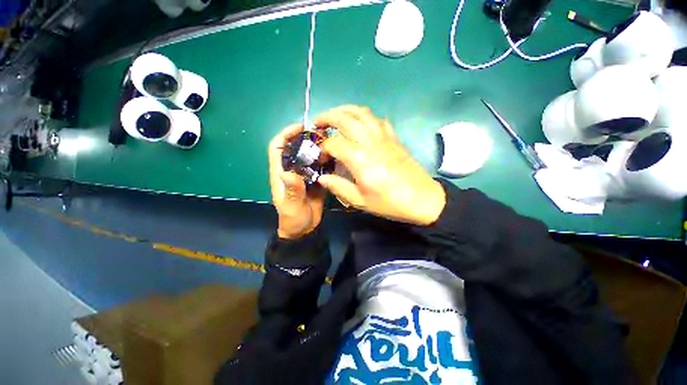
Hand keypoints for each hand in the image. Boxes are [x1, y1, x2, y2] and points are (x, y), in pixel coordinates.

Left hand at [269, 124, 325, 238]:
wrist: (304, 231)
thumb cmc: (292, 219)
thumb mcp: (291, 206)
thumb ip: (291, 190)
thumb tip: (287, 171)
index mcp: (280, 172)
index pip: (277, 147)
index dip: (286, 134)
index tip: (301, 127)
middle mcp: (291, 168)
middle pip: (294, 145)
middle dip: (306, 136)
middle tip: (323, 132)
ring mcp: (304, 173)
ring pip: (308, 153)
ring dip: (318, 145)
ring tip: (332, 140)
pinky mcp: (315, 178)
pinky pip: (320, 163)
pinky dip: (327, 157)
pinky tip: (337, 154)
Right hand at [315, 106, 445, 225]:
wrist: (422, 198)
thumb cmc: (390, 202)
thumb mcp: (361, 201)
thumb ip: (338, 187)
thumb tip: (322, 178)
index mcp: (359, 157)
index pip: (333, 143)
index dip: (322, 148)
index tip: (320, 157)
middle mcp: (369, 140)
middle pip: (344, 118)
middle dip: (327, 117)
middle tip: (317, 123)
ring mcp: (383, 135)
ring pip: (361, 112)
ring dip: (345, 110)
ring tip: (335, 115)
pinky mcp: (393, 136)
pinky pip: (377, 118)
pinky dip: (365, 115)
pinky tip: (360, 122)